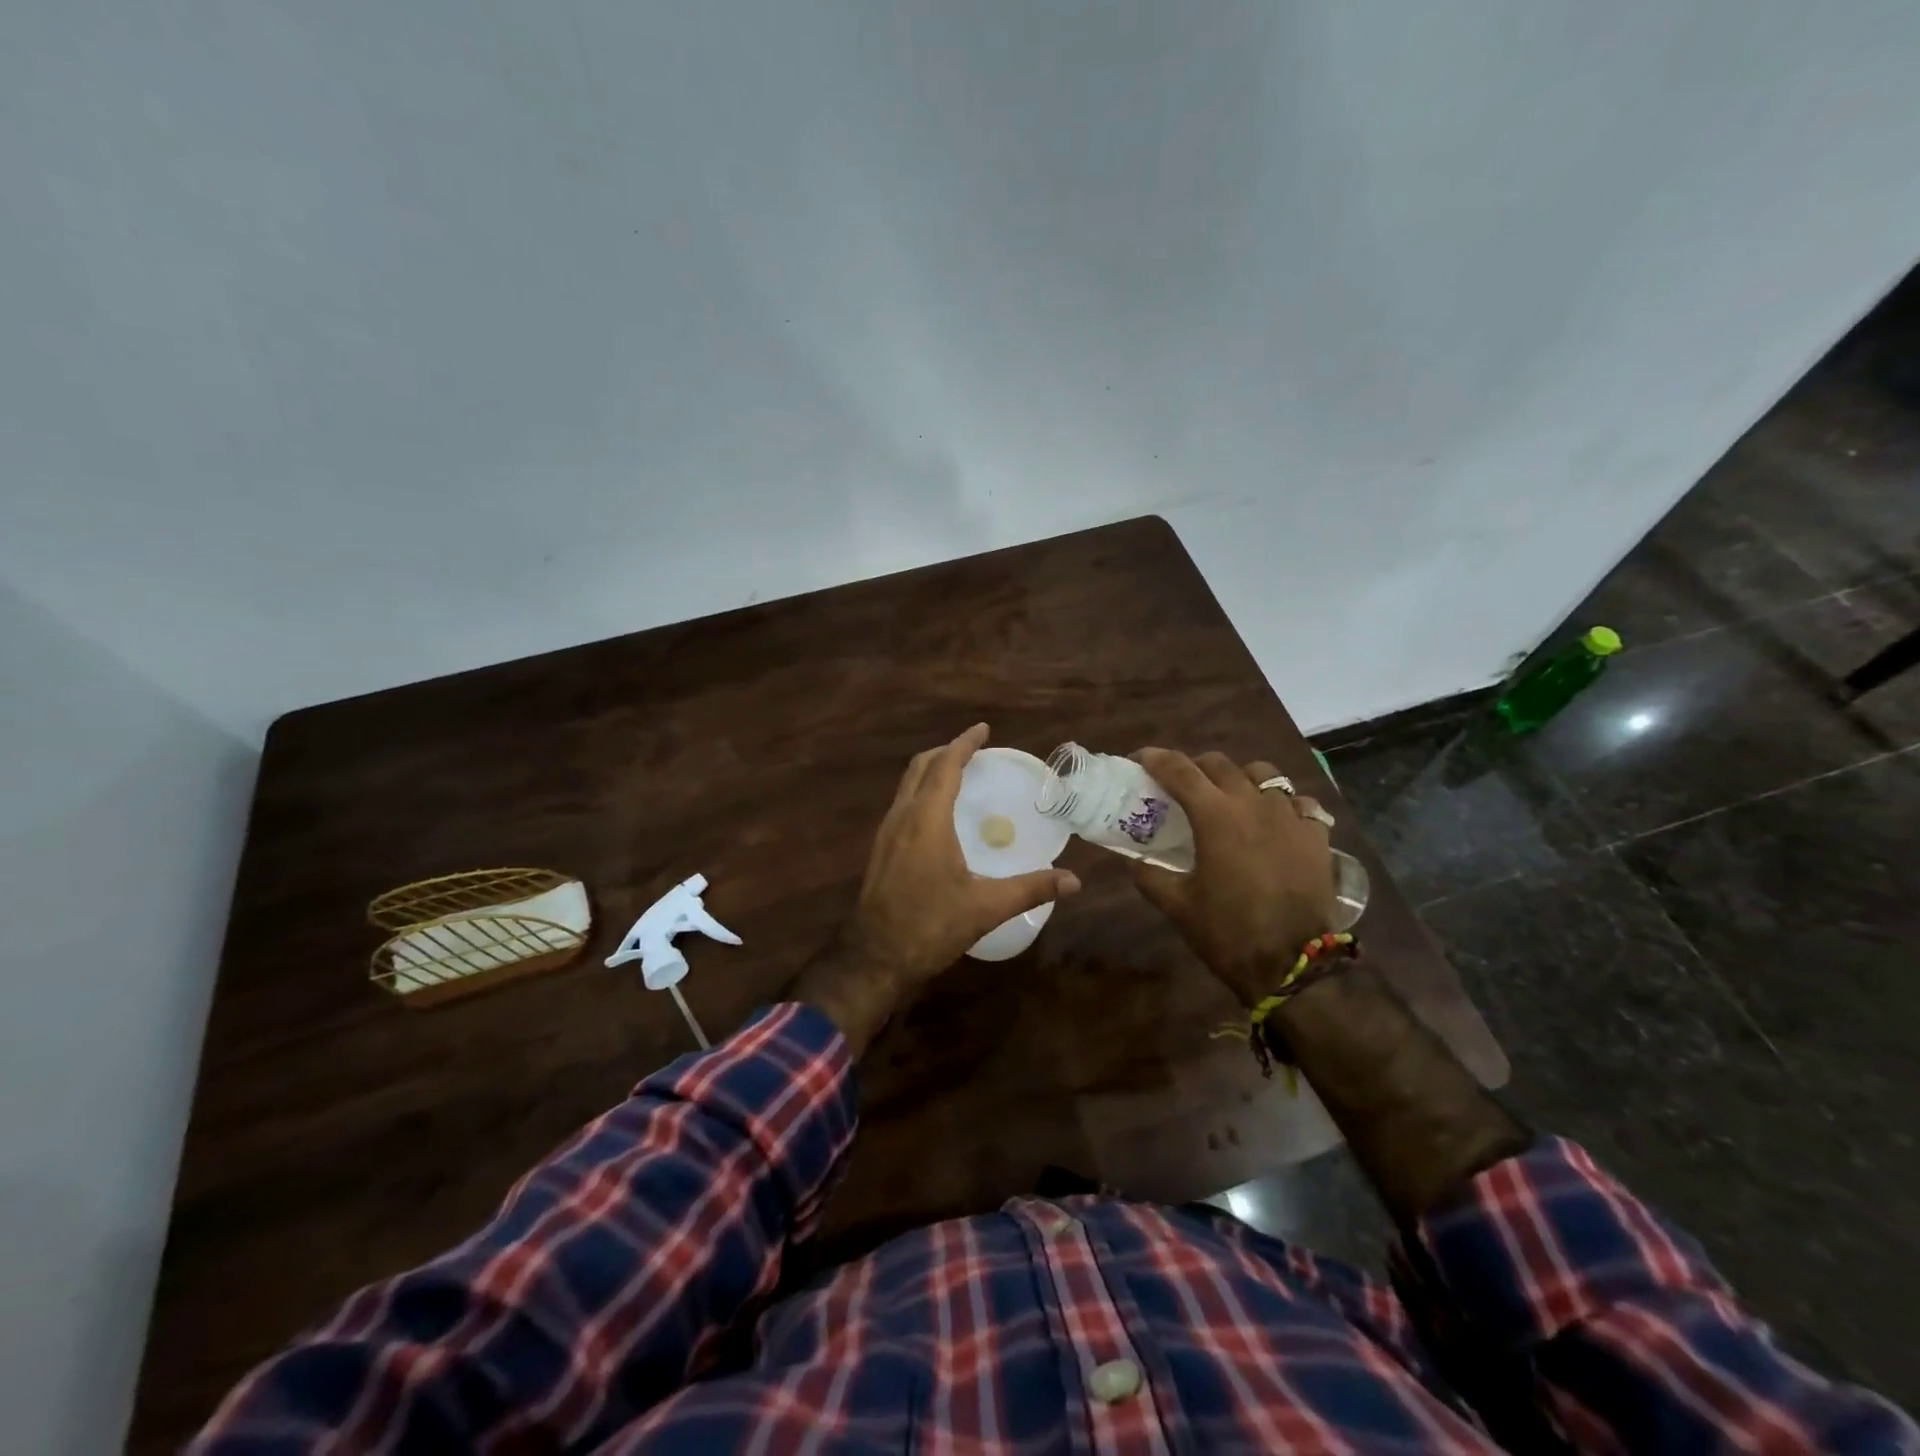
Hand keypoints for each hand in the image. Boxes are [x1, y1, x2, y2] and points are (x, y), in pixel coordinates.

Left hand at [795, 723, 1081, 1055]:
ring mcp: (886, 834)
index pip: (945, 767)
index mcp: (926, 821)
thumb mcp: (985, 907)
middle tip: (974, 751)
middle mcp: (902, 818)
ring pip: (907, 786)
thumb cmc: (929, 926)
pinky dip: (921, 793)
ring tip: (958, 776)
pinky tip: (938, 816)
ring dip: (931, 772)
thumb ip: (1030, 889)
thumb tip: (1074, 881)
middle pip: (920, 768)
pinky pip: (902, 805)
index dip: (964, 744)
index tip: (983, 729)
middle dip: (946, 752)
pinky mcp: (880, 851)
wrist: (874, 958)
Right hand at [1131, 749, 1336, 1006]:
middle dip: (1195, 767)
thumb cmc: (1228, 932)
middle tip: (1182, 785)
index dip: (1156, 759)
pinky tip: (1275, 821)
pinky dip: (1282, 803)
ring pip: (1263, 773)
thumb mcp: (1177, 906)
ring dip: (1240, 777)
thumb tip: (1134, 861)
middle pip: (1219, 764)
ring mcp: (1290, 816)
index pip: (1179, 770)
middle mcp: (1253, 803)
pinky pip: (1298, 802)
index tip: (1141, 760)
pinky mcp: (1316, 835)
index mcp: (1215, 816)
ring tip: (1232, 797)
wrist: (1293, 964)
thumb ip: (1150, 876)